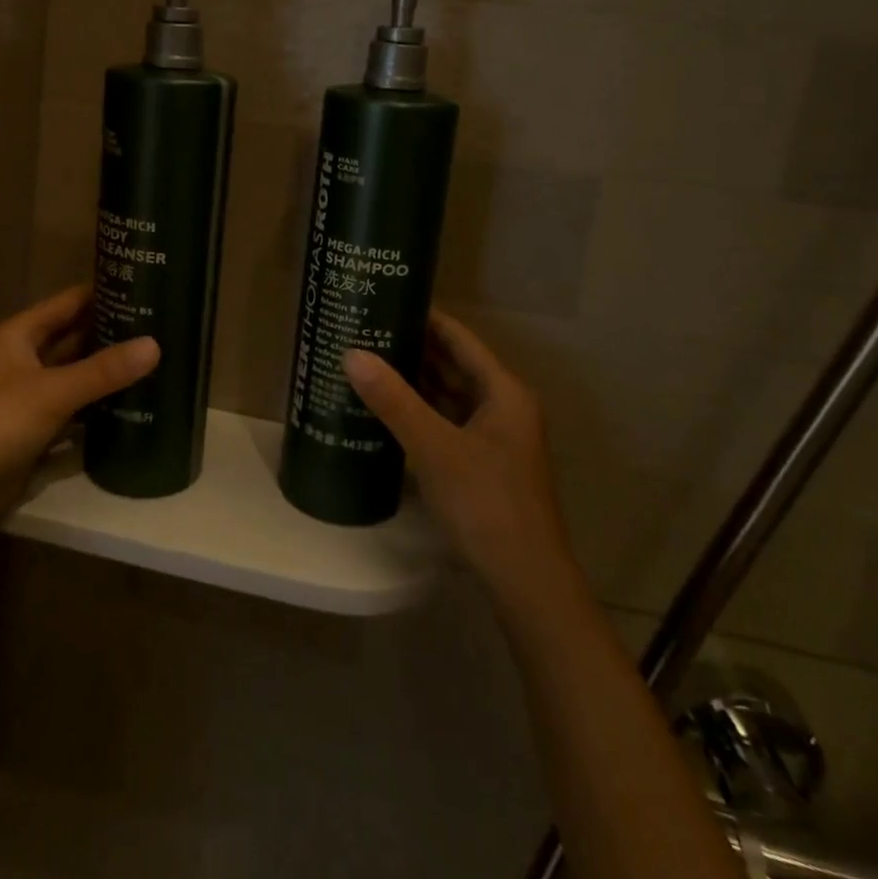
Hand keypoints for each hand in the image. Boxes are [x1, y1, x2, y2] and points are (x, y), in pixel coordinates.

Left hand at [0, 286, 157, 535]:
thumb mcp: (52, 392)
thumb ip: (104, 370)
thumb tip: (156, 345)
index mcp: (18, 335)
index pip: (69, 302)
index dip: (103, 293)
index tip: (146, 286)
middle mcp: (23, 359)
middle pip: (74, 337)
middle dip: (112, 332)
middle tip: (161, 326)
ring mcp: (29, 395)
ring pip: (77, 374)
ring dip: (108, 370)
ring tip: (157, 359)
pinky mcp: (36, 429)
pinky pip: (75, 408)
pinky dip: (99, 404)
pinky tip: (135, 401)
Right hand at [342, 310, 570, 595]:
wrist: (525, 579)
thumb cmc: (486, 503)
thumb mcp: (435, 447)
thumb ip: (394, 400)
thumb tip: (352, 354)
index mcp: (503, 392)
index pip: (459, 338)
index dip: (425, 316)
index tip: (386, 299)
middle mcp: (502, 407)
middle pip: (453, 364)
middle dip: (413, 347)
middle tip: (366, 329)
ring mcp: (493, 437)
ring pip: (448, 395)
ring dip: (414, 380)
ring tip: (368, 360)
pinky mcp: (481, 463)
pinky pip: (446, 422)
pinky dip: (419, 411)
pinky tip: (386, 408)